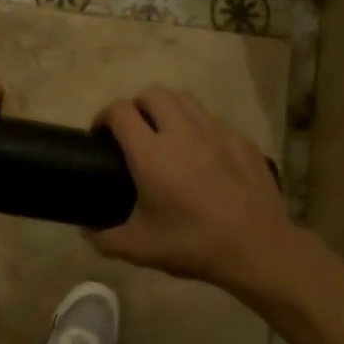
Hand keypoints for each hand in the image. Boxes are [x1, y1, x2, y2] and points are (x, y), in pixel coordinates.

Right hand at [88, 86, 295, 291]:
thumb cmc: (193, 244)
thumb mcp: (139, 249)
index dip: (104, 117)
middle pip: (152, 93)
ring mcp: (216, 132)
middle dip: (136, 106)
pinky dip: (199, 128)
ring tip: (166, 134)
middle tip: (134, 132)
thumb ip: (104, 238)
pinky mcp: (241, 140)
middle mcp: (182, 131)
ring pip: (185, 99)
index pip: (120, 111)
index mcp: (151, 153)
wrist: (257, 248)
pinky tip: (202, 155)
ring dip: (168, 109)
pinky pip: (213, 120)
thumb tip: (85, 230)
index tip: (100, 134)